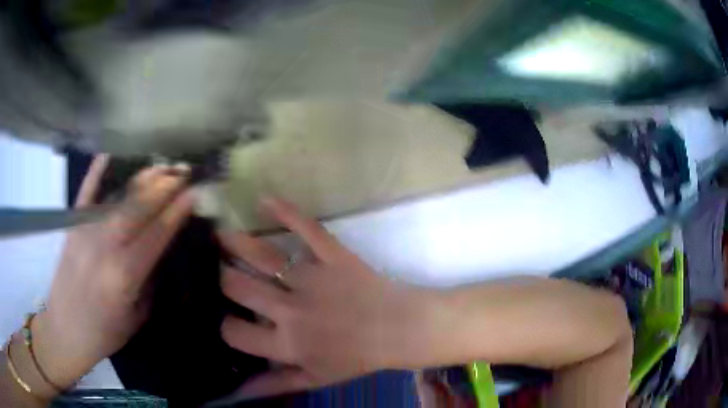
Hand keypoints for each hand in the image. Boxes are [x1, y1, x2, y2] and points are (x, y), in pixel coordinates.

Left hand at [34, 156, 194, 392]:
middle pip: (137, 208)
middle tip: (183, 170)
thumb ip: (149, 280)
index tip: (194, 192)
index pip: (156, 235)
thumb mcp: (137, 315)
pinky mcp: (72, 226)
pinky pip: (85, 193)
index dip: (176, 212)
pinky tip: (108, 154)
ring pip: (117, 198)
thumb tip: (162, 248)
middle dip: (163, 186)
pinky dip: (96, 172)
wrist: (66, 329)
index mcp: (124, 275)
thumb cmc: (106, 331)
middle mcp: (104, 247)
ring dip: (141, 179)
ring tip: (160, 166)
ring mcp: (85, 232)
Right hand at [218, 198, 441, 398]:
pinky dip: (285, 211)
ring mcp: (312, 277)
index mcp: (287, 342)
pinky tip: (264, 199)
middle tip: (214, 270)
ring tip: (216, 234)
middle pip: (237, 286)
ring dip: (234, 242)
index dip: (223, 325)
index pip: (233, 331)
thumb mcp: (314, 379)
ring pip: (261, 255)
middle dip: (219, 277)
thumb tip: (237, 393)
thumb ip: (274, 384)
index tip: (225, 316)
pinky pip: (306, 228)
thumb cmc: (357, 358)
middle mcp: (291, 309)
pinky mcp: (333, 255)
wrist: (400, 329)